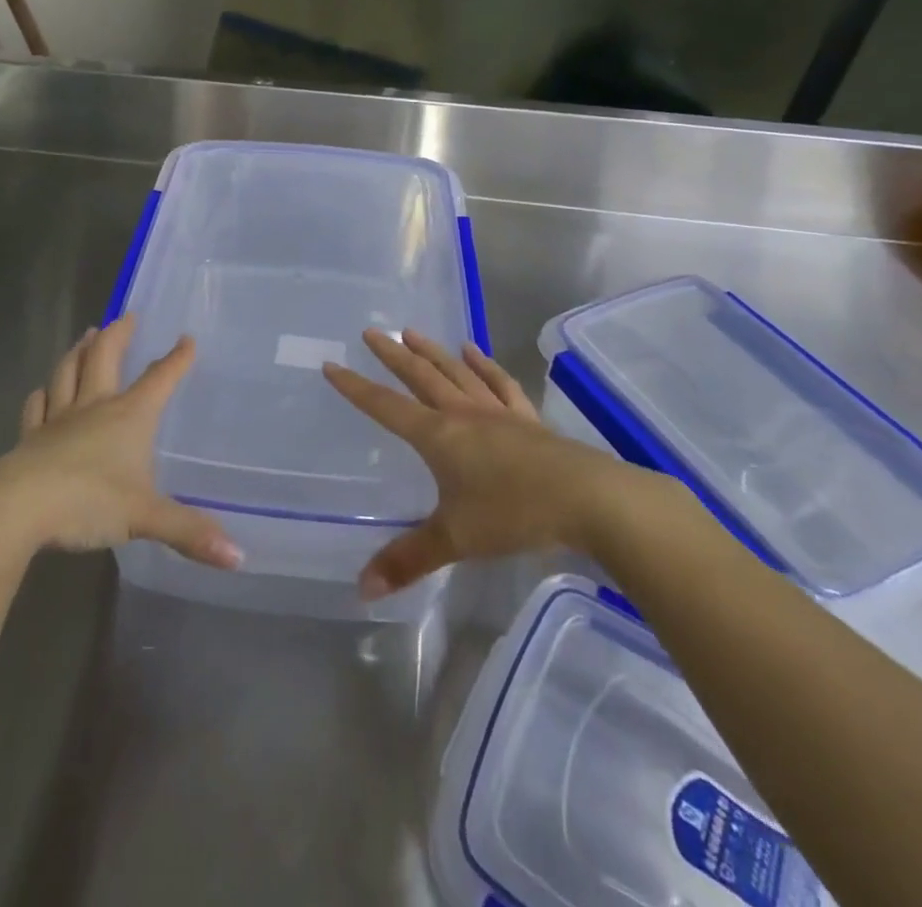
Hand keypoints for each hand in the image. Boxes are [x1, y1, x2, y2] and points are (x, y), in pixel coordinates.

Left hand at [0, 316, 241, 569]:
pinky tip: (41, 390)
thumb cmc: (88, 501)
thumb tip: (239, 558)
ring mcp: (58, 420)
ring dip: (79, 352)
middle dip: (118, 335)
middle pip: (106, 358)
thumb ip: (190, 532)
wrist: (17, 508)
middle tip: (125, 315)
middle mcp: (94, 407)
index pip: (159, 380)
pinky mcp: (30, 439)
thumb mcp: (145, 517)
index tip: (187, 339)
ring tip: (85, 335)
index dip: (176, 360)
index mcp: (128, 416)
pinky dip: (42, 394)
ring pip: (69, 373)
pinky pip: (37, 407)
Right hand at [324, 329, 652, 599]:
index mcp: (438, 436)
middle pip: (421, 377)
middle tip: (372, 332)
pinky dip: (484, 365)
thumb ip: (408, 560)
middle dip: (393, 355)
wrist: (588, 499)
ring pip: (457, 372)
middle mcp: (463, 414)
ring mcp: (497, 413)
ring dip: (433, 351)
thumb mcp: (455, 539)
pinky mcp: (527, 420)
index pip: (386, 406)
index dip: (356, 388)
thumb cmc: (514, 514)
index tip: (332, 366)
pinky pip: (500, 384)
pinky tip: (474, 351)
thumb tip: (361, 588)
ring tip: (413, 332)